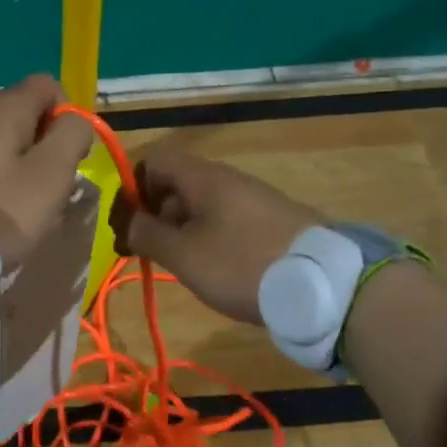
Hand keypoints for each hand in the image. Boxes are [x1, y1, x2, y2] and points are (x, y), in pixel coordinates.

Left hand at [0, 75, 94, 268]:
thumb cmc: (3, 209)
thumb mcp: (53, 172)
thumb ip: (73, 135)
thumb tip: (75, 121)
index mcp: (4, 106)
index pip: (48, 86)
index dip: (68, 117)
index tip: (69, 156)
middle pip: (24, 112)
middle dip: (45, 143)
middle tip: (49, 185)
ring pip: (2, 137)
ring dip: (20, 162)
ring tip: (22, 201)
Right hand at [111, 144, 324, 324]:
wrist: (323, 285)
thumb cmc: (241, 265)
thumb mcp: (185, 255)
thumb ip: (148, 234)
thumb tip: (128, 221)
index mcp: (203, 177)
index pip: (154, 161)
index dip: (130, 186)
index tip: (122, 222)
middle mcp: (228, 180)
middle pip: (176, 183)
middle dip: (152, 212)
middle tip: (141, 250)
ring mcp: (253, 200)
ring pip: (201, 205)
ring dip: (178, 229)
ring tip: (173, 265)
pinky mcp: (271, 222)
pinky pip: (225, 220)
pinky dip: (206, 237)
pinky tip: (209, 267)